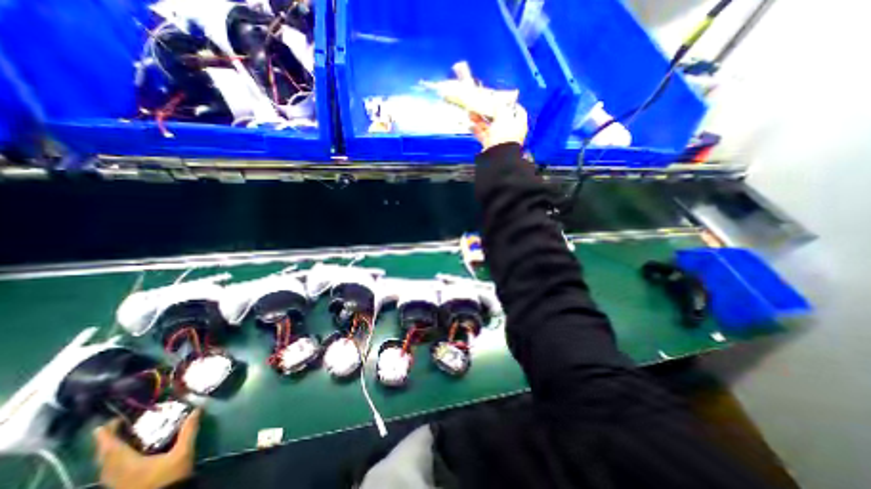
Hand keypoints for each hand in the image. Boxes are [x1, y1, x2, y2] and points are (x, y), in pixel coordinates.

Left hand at [94, 409, 201, 488]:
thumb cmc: (169, 477)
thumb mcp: (183, 452)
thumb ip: (188, 431)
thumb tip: (197, 409)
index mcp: (126, 464)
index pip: (111, 448)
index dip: (106, 435)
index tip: (104, 424)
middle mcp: (115, 473)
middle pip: (104, 457)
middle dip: (106, 442)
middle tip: (115, 426)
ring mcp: (115, 482)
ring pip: (105, 465)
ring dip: (109, 451)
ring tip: (119, 438)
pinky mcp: (119, 486)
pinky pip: (110, 470)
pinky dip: (113, 459)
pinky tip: (124, 455)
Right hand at [470, 106, 531, 153]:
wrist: (498, 156)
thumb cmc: (505, 135)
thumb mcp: (503, 115)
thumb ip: (500, 106)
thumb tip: (497, 102)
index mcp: (518, 123)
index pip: (516, 111)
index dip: (509, 104)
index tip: (501, 98)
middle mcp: (510, 131)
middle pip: (499, 118)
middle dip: (489, 111)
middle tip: (482, 104)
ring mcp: (499, 139)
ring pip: (489, 126)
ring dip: (480, 119)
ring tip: (471, 113)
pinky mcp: (490, 145)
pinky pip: (483, 135)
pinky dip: (477, 130)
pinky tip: (471, 125)